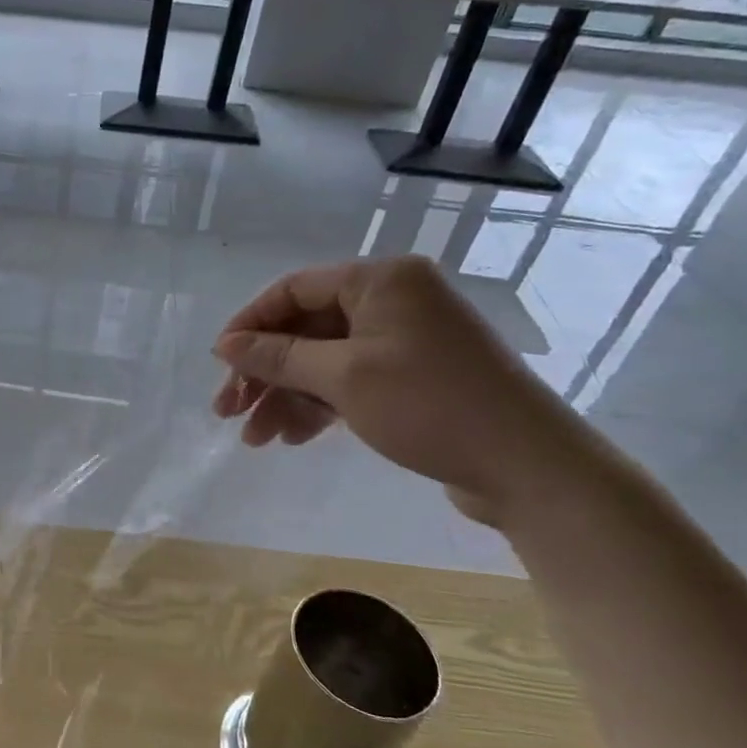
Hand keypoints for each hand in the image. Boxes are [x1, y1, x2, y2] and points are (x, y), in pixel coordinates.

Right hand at [210, 256, 591, 522]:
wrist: (527, 466)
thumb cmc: (429, 405)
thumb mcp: (342, 377)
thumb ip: (278, 356)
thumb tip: (225, 345)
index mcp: (380, 281)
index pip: (293, 290)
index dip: (249, 325)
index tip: (219, 365)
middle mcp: (393, 301)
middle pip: (305, 329)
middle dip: (264, 372)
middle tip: (229, 411)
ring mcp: (405, 340)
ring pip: (323, 360)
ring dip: (286, 396)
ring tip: (256, 439)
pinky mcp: (414, 377)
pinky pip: (349, 381)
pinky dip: (319, 406)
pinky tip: (294, 437)